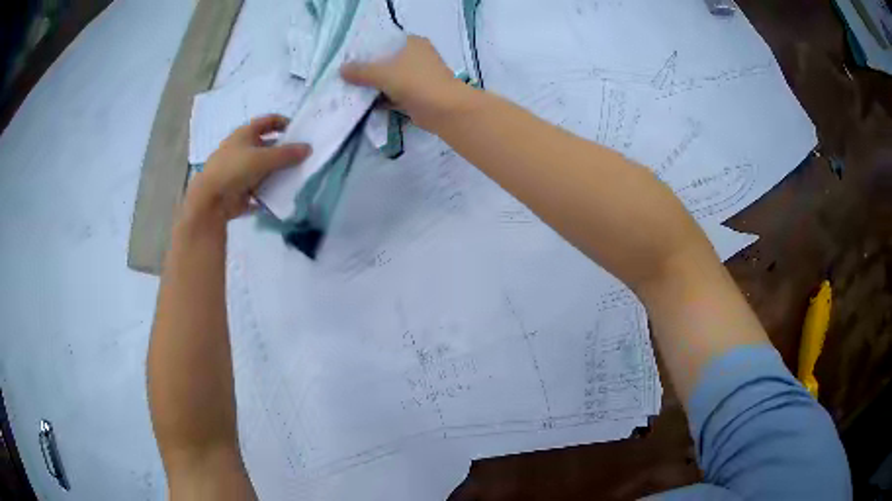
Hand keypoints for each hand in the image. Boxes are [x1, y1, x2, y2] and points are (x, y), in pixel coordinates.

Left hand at [185, 115, 310, 221]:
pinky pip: (259, 188)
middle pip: (266, 146)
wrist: (211, 200)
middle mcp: (241, 149)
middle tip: (301, 157)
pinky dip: (269, 191)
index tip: (299, 132)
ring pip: (263, 168)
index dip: (283, 123)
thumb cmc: (235, 169)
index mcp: (244, 134)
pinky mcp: (239, 190)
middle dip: (283, 151)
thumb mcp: (264, 159)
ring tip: (295, 177)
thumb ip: (287, 154)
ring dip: (277, 172)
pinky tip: (282, 195)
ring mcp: (239, 170)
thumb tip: (308, 148)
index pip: (268, 121)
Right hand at [340, 36, 466, 130]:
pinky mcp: (417, 94)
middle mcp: (417, 56)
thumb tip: (341, 69)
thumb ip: (361, 71)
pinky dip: (382, 98)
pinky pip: (394, 94)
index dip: (367, 48)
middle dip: (369, 68)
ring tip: (349, 88)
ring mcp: (418, 76)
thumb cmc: (415, 82)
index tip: (348, 56)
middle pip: (387, 60)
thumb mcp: (383, 73)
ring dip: (375, 85)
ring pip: (390, 78)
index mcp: (413, 43)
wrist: (444, 110)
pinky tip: (364, 103)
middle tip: (346, 74)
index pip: (385, 41)